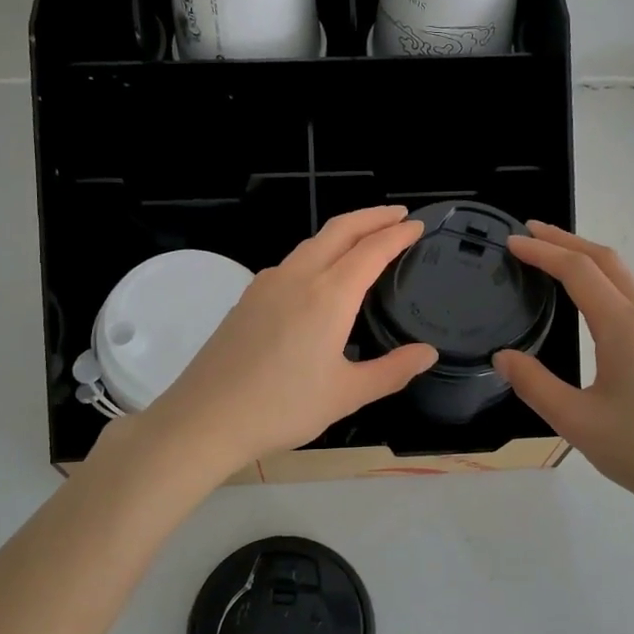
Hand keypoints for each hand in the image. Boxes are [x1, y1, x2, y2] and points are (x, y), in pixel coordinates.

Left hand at [133, 207, 437, 472]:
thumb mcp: (346, 394)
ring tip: (366, 240)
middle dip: (372, 216)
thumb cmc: (282, 408)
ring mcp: (267, 284)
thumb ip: (392, 370)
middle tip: (399, 215)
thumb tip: (427, 353)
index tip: (418, 226)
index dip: (398, 234)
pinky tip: (322, 276)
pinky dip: (319, 253)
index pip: (371, 250)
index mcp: (328, 296)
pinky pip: (292, 262)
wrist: (205, 418)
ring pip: (312, 243)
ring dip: (344, 233)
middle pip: (340, 230)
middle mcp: (298, 277)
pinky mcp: (248, 297)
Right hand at [493, 223, 633, 526]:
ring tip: (555, 263)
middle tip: (530, 234)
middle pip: (608, 261)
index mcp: (627, 327)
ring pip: (627, 280)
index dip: (543, 251)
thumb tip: (504, 357)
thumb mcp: (579, 424)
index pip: (579, 270)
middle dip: (567, 241)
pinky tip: (594, 306)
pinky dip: (607, 286)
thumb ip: (536, 385)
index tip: (512, 242)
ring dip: (589, 262)